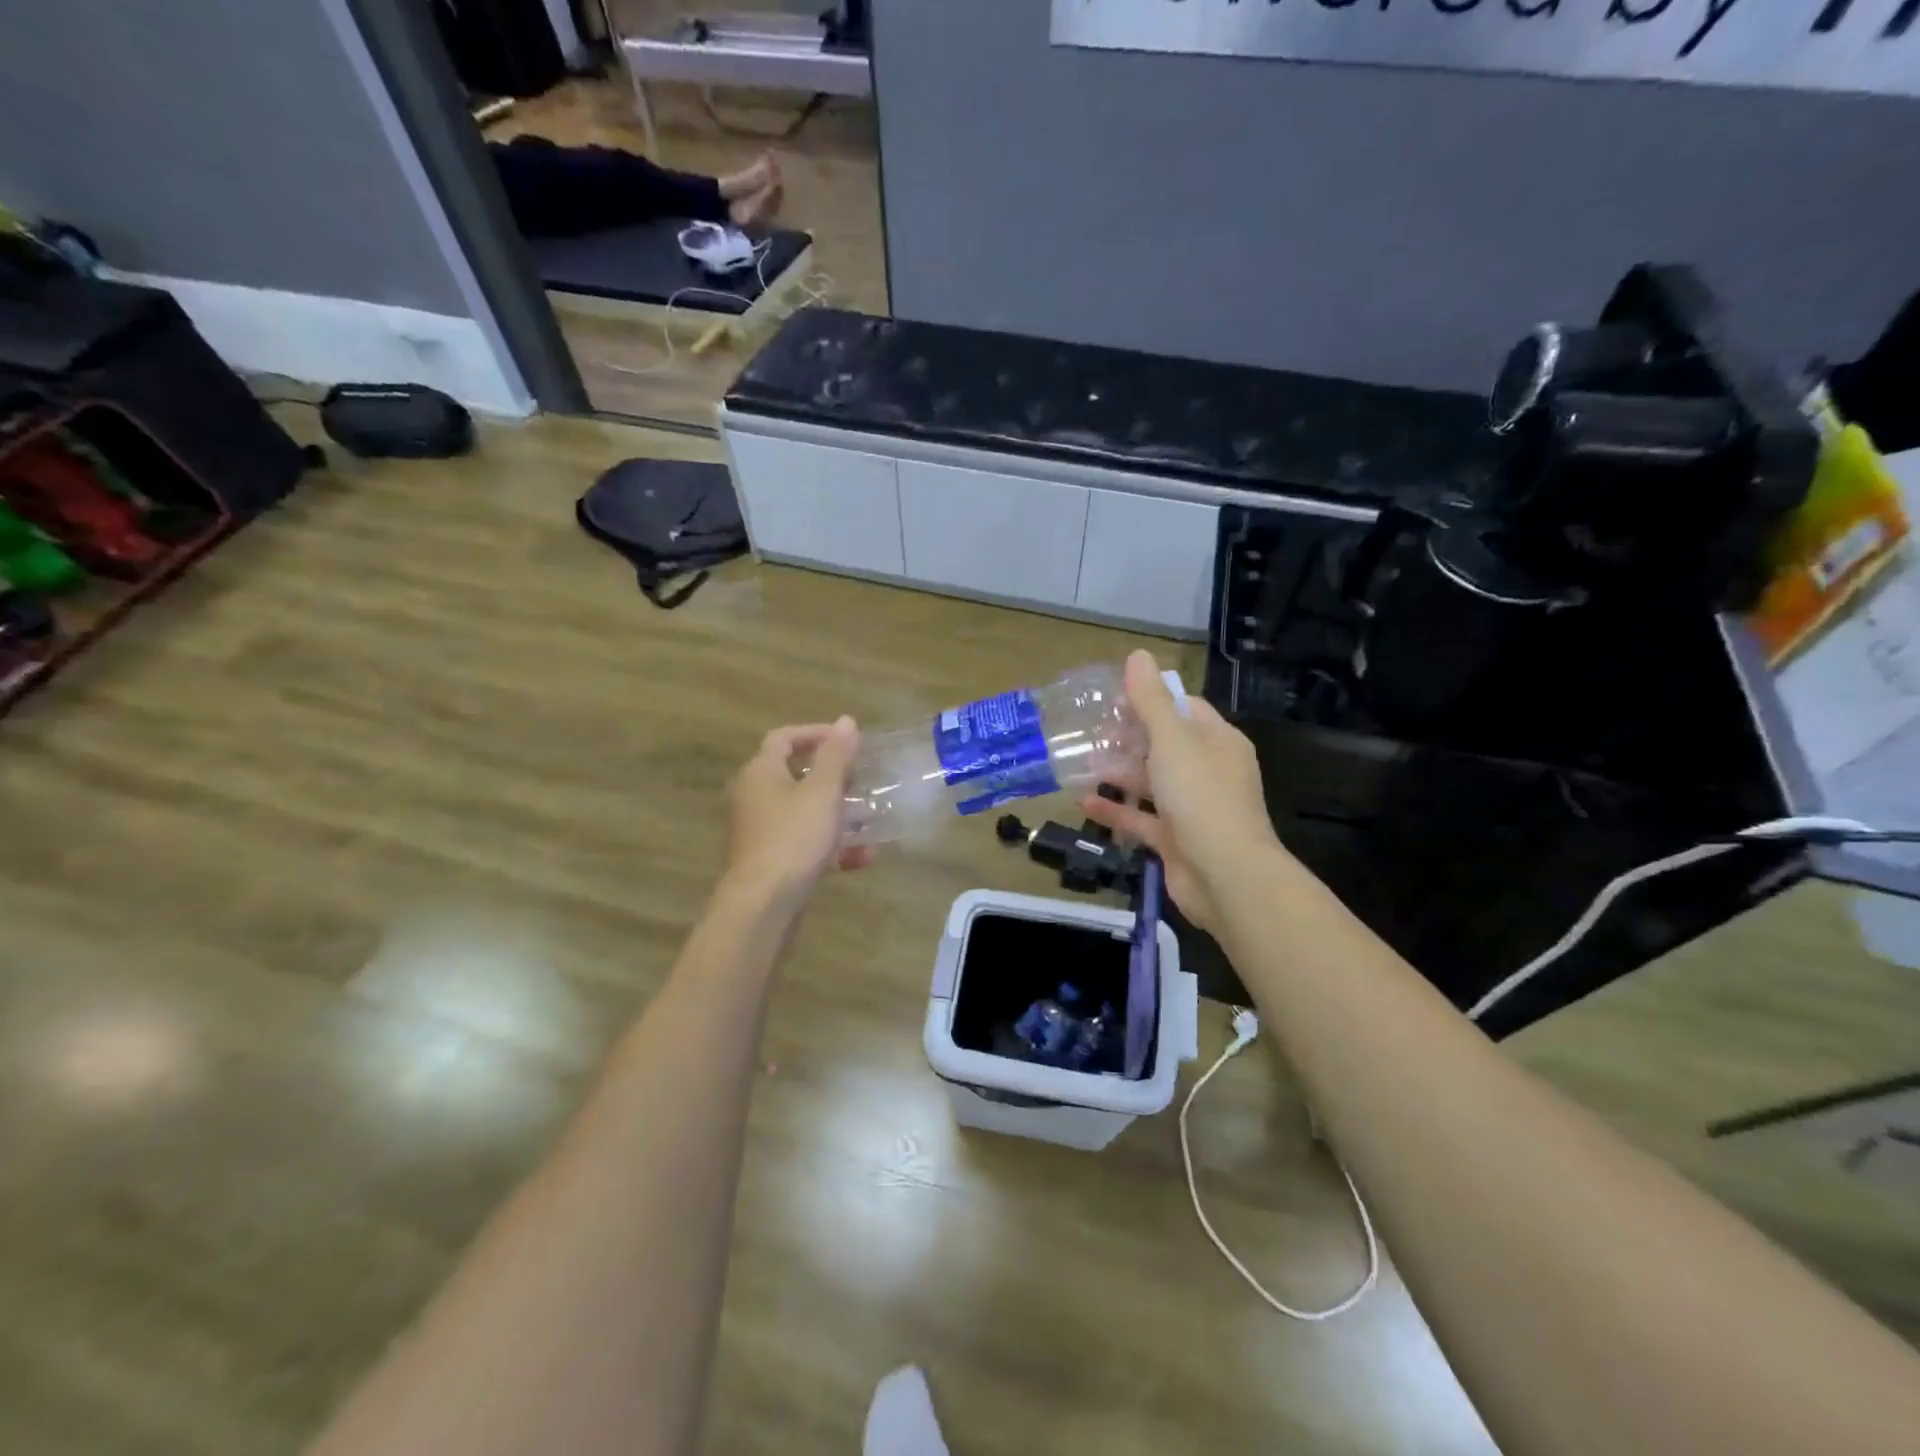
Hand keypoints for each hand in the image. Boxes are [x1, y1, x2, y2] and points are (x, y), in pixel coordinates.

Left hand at [724, 717, 871, 905]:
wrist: (764, 904)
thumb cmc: (793, 838)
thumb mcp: (822, 792)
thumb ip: (836, 756)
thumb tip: (846, 721)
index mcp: (761, 772)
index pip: (784, 738)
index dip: (816, 734)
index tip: (849, 742)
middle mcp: (755, 796)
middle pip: (796, 775)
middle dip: (834, 778)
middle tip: (862, 781)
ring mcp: (761, 830)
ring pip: (805, 812)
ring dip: (839, 814)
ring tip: (871, 820)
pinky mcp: (771, 860)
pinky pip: (805, 842)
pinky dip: (831, 845)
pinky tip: (863, 858)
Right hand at [1082, 650, 1282, 934]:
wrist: (1226, 876)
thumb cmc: (1201, 797)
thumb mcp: (1173, 740)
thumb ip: (1151, 701)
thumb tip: (1138, 656)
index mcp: (1217, 741)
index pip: (1184, 708)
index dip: (1149, 699)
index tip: (1111, 698)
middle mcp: (1208, 771)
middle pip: (1165, 745)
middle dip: (1128, 737)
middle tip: (1089, 731)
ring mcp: (1193, 808)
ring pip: (1151, 782)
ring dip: (1119, 773)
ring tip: (1082, 762)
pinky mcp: (1176, 839)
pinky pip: (1142, 818)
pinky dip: (1117, 809)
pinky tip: (1085, 801)